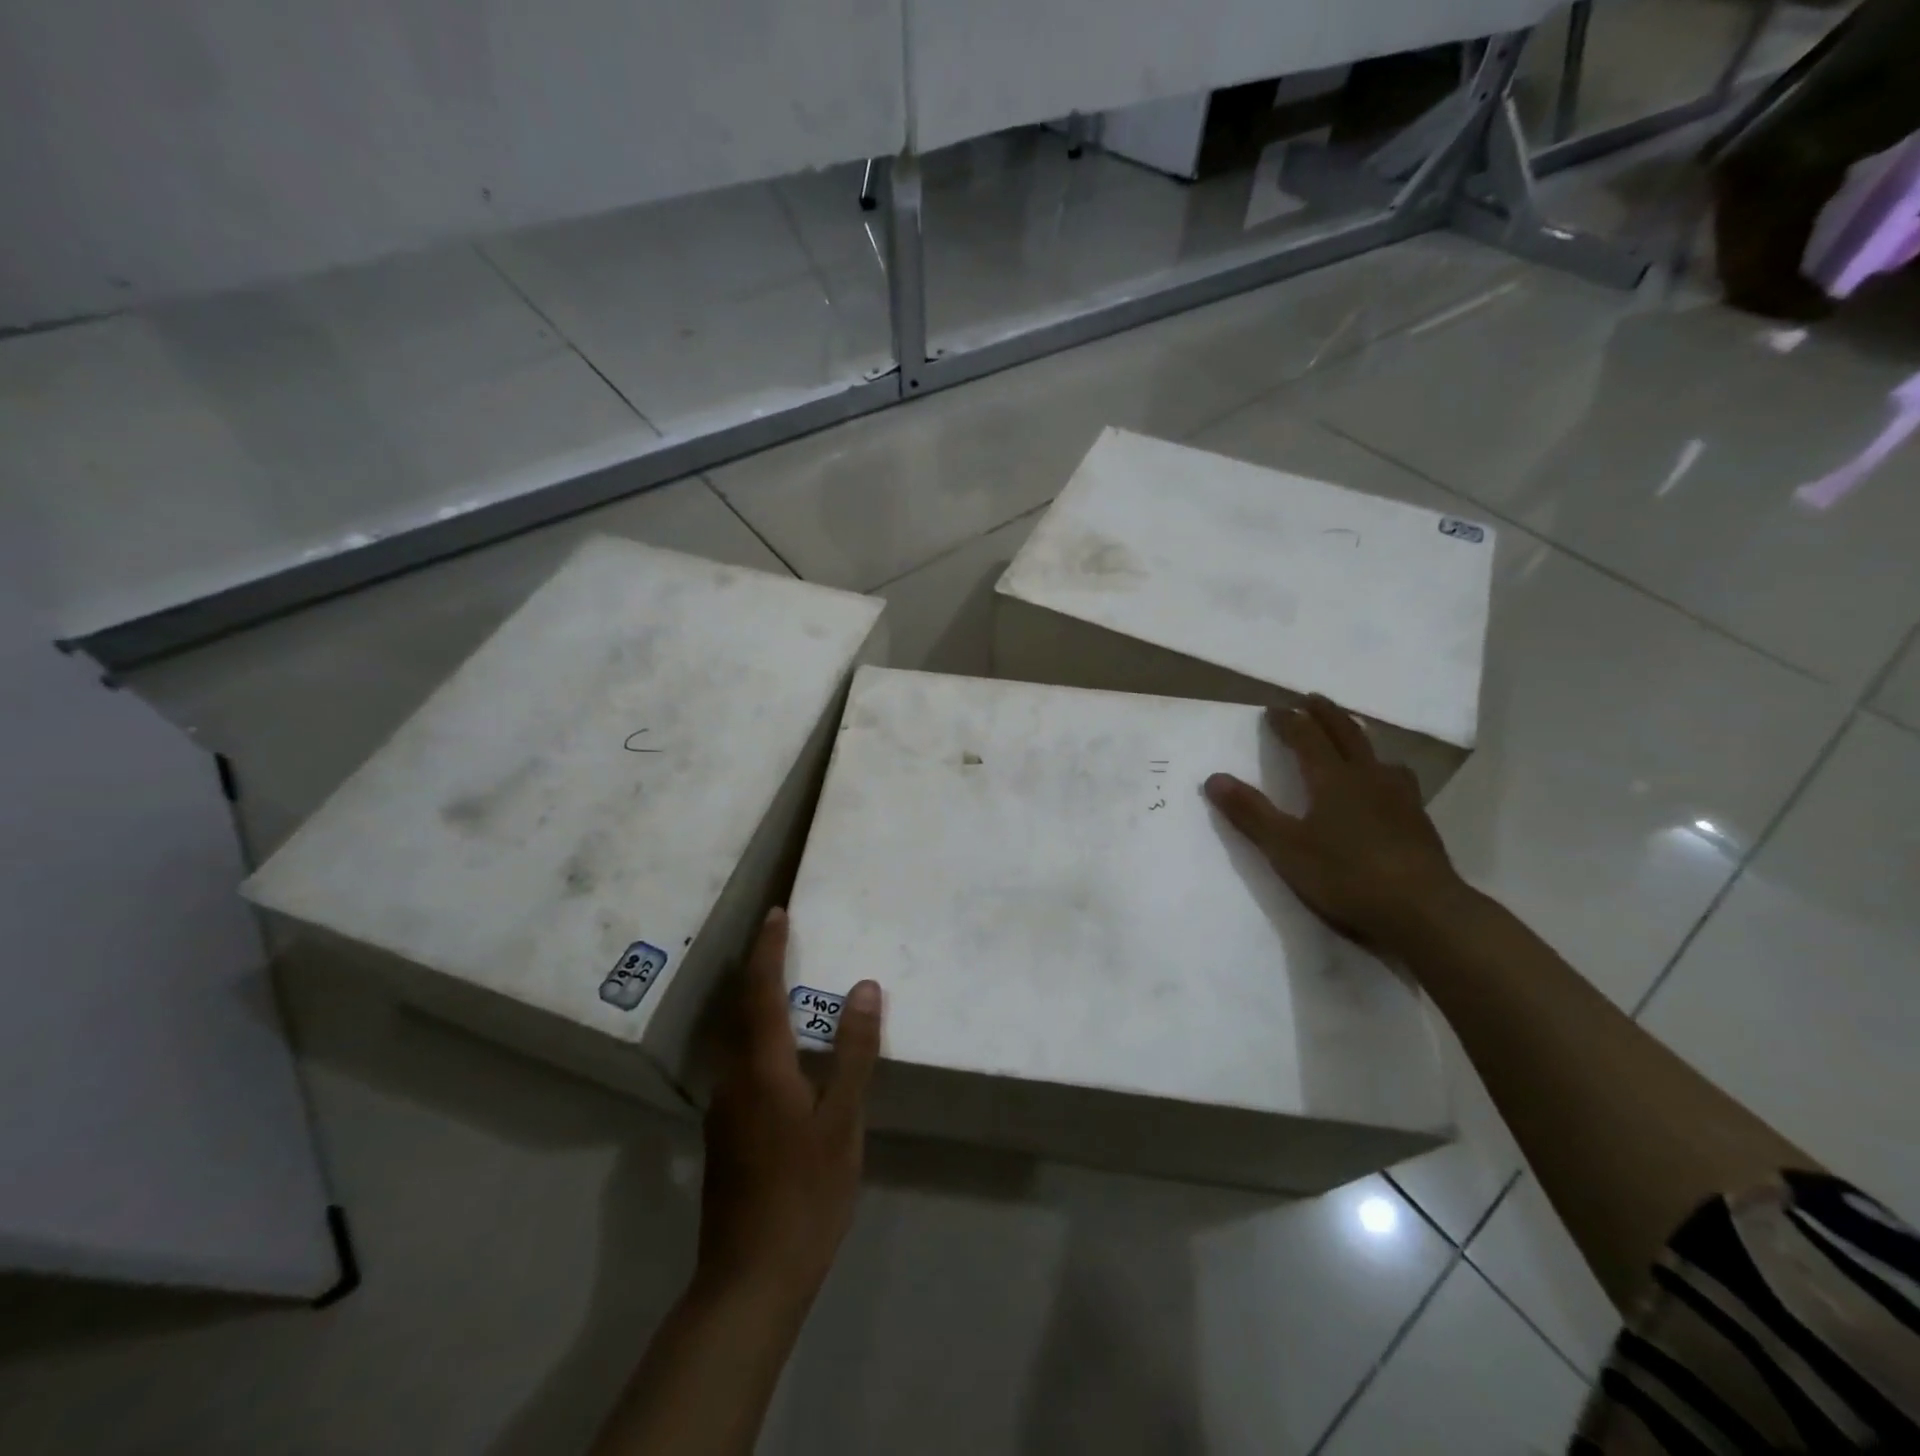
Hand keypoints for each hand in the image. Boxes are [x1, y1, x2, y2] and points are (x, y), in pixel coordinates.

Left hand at [696, 908, 881, 1306]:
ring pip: (739, 1040)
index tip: (777, 913)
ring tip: (788, 986)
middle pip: (741, 1010)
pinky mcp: (727, 1136)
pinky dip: (762, 1039)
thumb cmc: (805, 1195)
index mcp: (761, 1068)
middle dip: (759, 969)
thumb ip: (852, 1052)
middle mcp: (733, 1079)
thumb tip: (863, 987)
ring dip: (759, 1004)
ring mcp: (725, 1111)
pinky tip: (787, 1057)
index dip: (768, 949)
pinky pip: (743, 1066)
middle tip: (782, 939)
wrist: (749, 1282)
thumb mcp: (842, 1121)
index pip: (760, 991)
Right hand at [1204, 696, 1469, 957]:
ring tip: (1352, 739)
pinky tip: (1384, 789)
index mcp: (1332, 779)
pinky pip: (1398, 780)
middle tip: (1312, 699)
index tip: (1273, 710)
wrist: (1422, 910)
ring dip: (1359, 739)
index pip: (1307, 737)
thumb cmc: (1345, 875)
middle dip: (1326, 714)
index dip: (1288, 721)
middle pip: (1347, 734)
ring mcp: (1400, 798)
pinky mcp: (1418, 821)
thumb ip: (1250, 812)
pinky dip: (1382, 770)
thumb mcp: (1285, 847)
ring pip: (1378, 756)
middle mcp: (1368, 777)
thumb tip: (1214, 778)